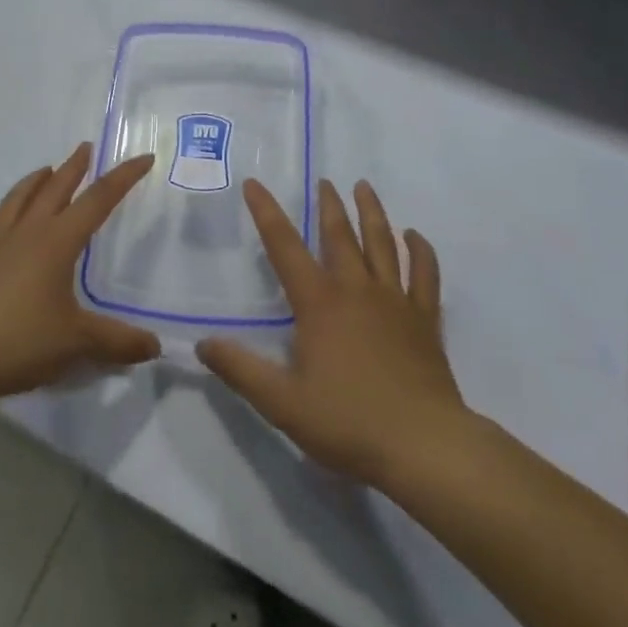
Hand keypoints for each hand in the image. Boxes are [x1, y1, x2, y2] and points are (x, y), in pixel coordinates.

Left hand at [0, 143, 159, 409]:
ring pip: (20, 199)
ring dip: (37, 180)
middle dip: (74, 168)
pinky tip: (5, 216)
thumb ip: (118, 341)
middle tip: (86, 148)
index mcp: (57, 242)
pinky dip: (6, 209)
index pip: (98, 200)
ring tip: (46, 170)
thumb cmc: (19, 341)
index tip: (144, 158)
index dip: (123, 178)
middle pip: (55, 189)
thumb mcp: (77, 343)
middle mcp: (28, 234)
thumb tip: (155, 346)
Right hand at [197, 178, 467, 491]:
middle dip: (328, 205)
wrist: (423, 445)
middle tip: (324, 181)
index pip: (284, 247)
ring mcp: (395, 301)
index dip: (266, 212)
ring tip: (364, 187)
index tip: (254, 183)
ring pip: (383, 244)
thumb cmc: (348, 422)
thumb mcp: (282, 402)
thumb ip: (240, 370)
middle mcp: (356, 290)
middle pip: (340, 235)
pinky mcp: (425, 320)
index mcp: (319, 303)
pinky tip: (416, 236)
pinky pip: (424, 275)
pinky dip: (421, 251)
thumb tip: (202, 344)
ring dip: (372, 213)